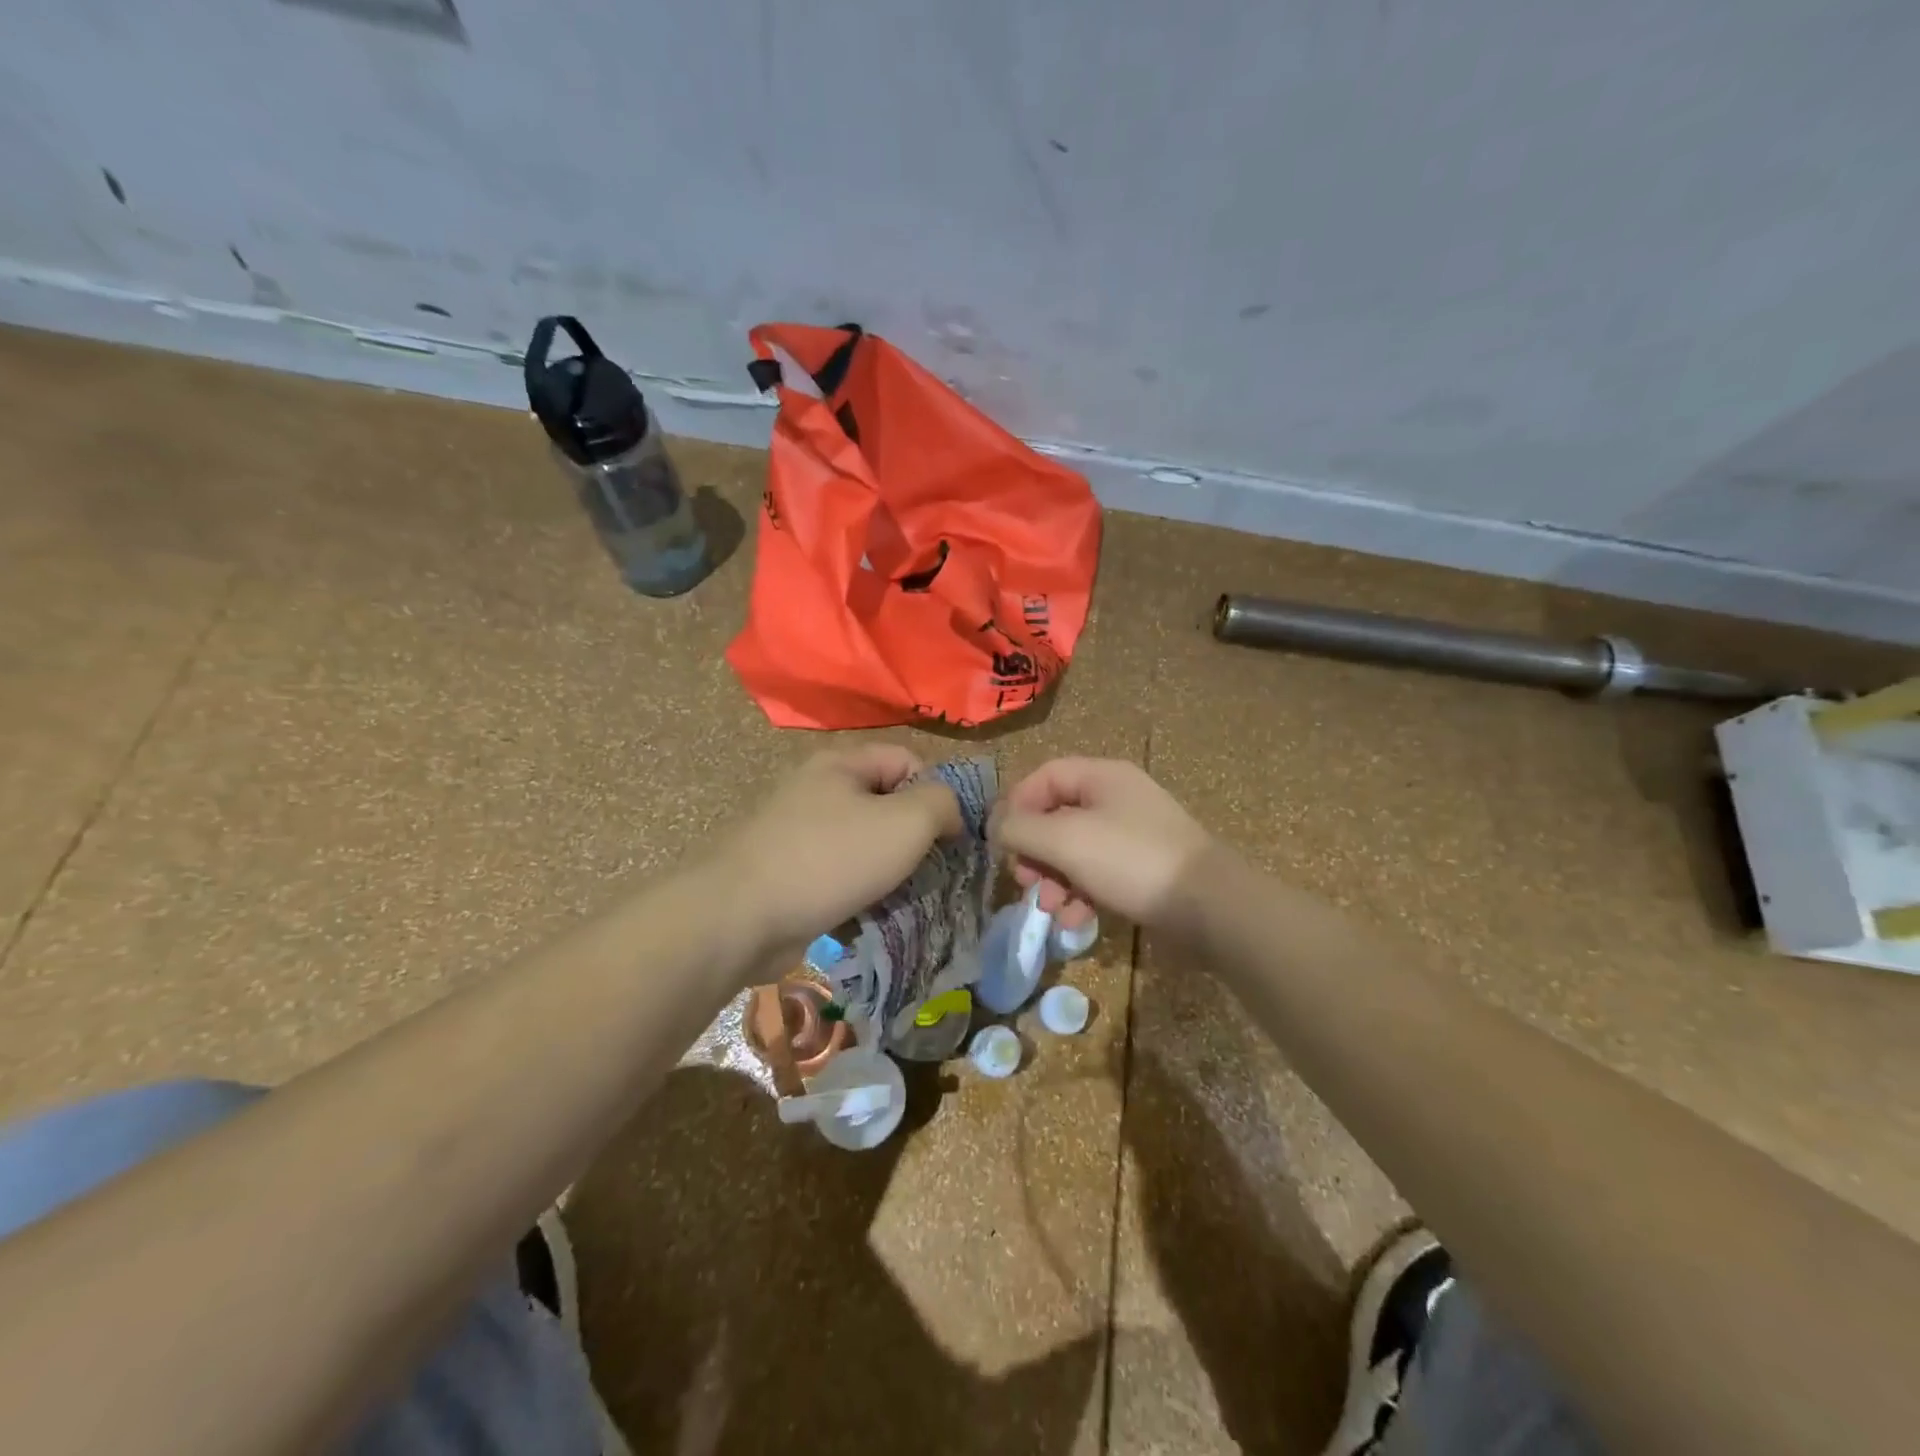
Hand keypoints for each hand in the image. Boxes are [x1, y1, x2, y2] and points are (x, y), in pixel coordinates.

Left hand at [717, 745, 961, 955]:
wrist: (741, 917)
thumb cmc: (830, 860)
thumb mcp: (905, 823)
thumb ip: (941, 804)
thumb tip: (949, 812)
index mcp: (841, 764)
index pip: (908, 759)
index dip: (937, 792)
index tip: (948, 835)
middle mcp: (817, 789)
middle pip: (885, 801)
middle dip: (913, 836)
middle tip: (928, 870)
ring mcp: (798, 831)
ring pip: (864, 841)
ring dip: (888, 868)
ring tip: (901, 895)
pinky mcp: (788, 871)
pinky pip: (839, 872)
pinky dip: (858, 889)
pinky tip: (867, 913)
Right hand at [992, 758, 1216, 929]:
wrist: (1210, 906)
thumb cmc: (1132, 861)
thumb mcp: (1066, 840)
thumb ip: (1022, 829)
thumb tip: (997, 827)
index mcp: (1102, 776)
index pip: (1044, 776)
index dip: (1016, 805)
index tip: (1001, 842)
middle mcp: (1117, 798)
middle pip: (1057, 815)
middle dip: (1035, 850)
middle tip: (1025, 880)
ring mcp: (1132, 835)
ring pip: (1075, 849)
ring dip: (1055, 878)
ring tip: (1050, 907)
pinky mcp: (1143, 869)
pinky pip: (1098, 873)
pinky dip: (1081, 893)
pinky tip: (1077, 920)